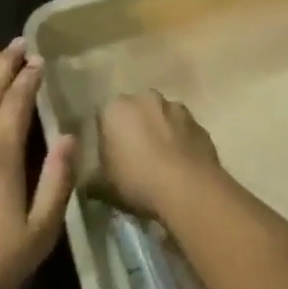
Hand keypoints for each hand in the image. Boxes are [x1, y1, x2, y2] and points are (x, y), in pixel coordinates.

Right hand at [96, 90, 221, 221]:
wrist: (189, 190)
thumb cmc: (138, 182)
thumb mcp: (104, 186)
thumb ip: (93, 178)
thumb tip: (88, 183)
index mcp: (115, 108)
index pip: (103, 117)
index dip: (106, 137)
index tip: (110, 156)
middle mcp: (144, 98)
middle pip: (134, 111)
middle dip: (134, 127)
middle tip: (135, 157)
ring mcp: (175, 108)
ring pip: (161, 117)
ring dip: (160, 131)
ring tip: (161, 162)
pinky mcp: (199, 123)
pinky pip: (183, 130)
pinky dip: (181, 141)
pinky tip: (181, 165)